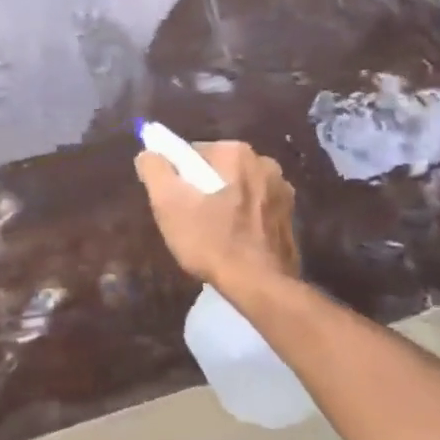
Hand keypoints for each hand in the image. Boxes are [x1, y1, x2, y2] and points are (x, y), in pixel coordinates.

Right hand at [134, 140, 299, 289]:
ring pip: (238, 190)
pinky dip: (242, 220)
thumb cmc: (212, 241)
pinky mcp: (291, 217)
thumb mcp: (169, 204)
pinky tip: (233, 243)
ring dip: (223, 204)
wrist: (261, 286)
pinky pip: (255, 209)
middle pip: (217, 171)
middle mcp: (265, 163)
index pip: (192, 154)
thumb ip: (155, 170)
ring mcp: (283, 191)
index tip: (172, 202)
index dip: (177, 177)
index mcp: (236, 153)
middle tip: (188, 220)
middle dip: (201, 190)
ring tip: (211, 235)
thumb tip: (148, 154)